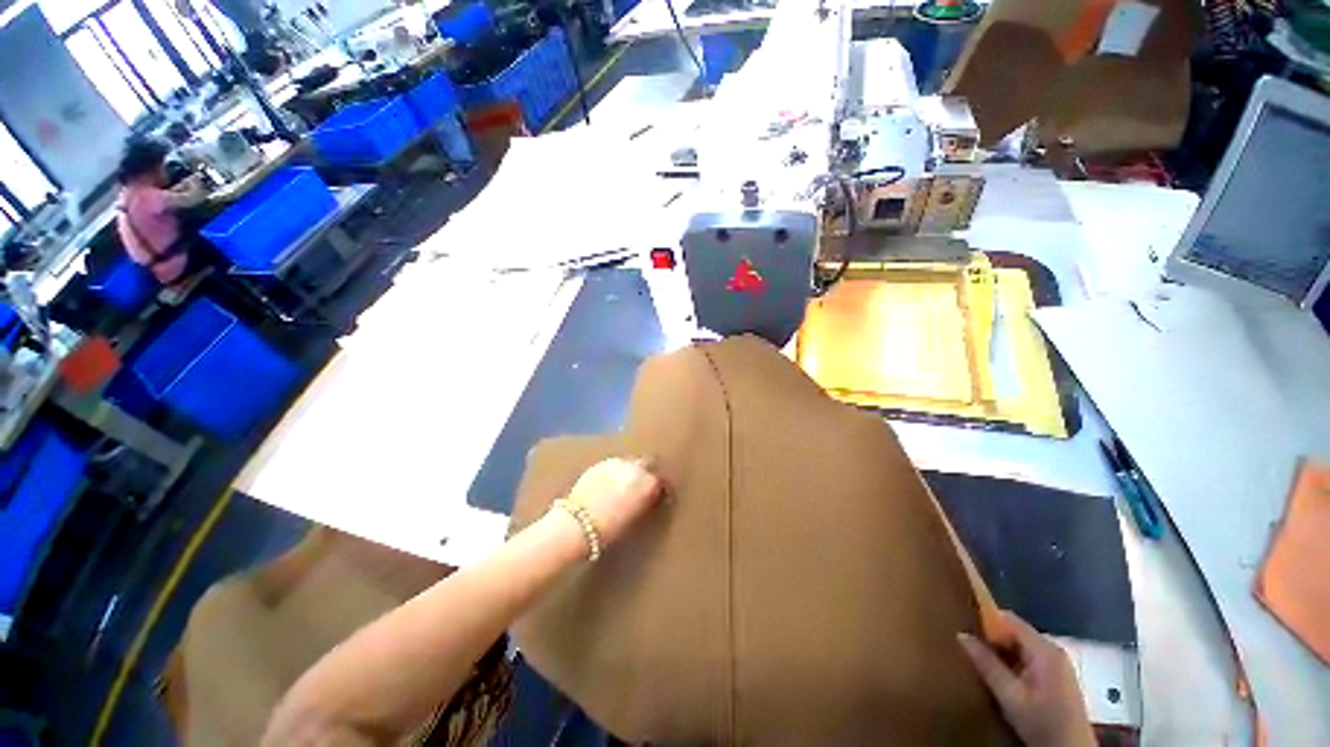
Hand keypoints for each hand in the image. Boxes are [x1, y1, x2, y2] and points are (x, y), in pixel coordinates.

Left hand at [565, 458, 663, 546]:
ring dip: (631, 470)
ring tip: (625, 484)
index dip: (659, 488)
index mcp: (649, 483)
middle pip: (648, 464)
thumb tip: (651, 495)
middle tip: (642, 485)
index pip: (661, 480)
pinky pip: (615, 464)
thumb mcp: (638, 517)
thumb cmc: (612, 529)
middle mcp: (636, 468)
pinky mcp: (601, 463)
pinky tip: (610, 483)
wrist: (579, 524)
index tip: (657, 494)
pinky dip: (616, 471)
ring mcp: (618, 462)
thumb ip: (647, 500)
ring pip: (631, 462)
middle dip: (647, 473)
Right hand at [958, 611, 1094, 746]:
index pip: (1009, 619)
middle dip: (992, 638)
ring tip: (980, 660)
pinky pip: (1028, 658)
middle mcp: (1052, 650)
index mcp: (1044, 650)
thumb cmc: (1042, 722)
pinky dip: (1012, 662)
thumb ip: (987, 665)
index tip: (963, 624)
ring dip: (1001, 652)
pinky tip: (1000, 675)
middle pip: (1015, 632)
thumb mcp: (1010, 696)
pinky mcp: (1057, 676)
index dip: (985, 619)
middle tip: (969, 646)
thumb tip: (961, 635)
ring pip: (1021, 646)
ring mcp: (1057, 664)